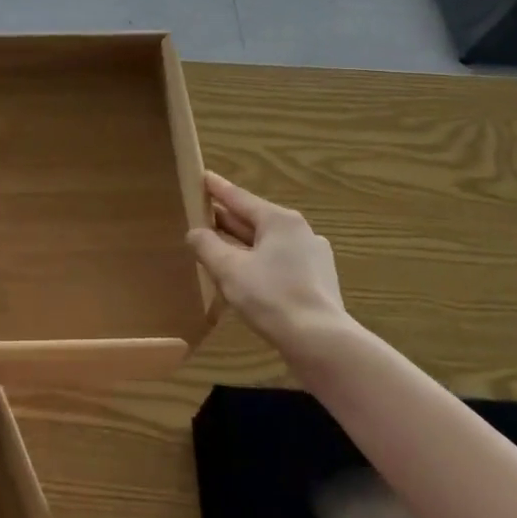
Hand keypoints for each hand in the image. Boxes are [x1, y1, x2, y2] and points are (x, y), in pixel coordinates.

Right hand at [187, 171, 360, 366]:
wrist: (321, 341)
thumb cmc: (271, 297)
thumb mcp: (229, 269)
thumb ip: (207, 246)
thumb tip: (195, 232)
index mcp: (279, 220)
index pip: (240, 198)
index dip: (217, 188)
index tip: (202, 176)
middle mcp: (300, 231)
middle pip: (255, 219)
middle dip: (228, 218)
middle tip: (202, 213)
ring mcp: (313, 256)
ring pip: (268, 243)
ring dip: (242, 244)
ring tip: (219, 247)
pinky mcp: (318, 281)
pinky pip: (280, 262)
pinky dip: (259, 262)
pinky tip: (247, 277)